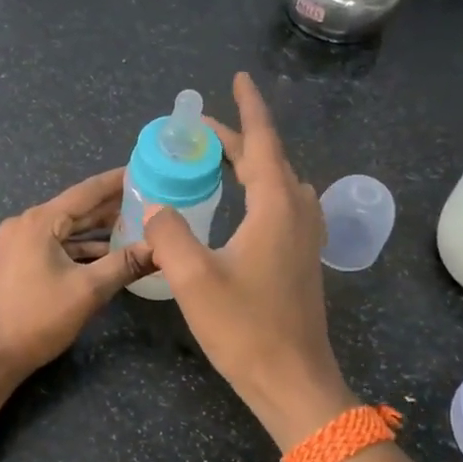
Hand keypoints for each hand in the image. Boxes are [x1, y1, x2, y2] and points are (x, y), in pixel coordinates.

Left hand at [0, 167, 152, 381]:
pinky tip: (104, 255)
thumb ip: (125, 264)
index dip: (117, 181)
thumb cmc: (36, 319)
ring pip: (65, 230)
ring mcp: (17, 244)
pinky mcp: (16, 263)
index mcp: (40, 221)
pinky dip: (79, 249)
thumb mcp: (87, 291)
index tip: (144, 171)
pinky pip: (54, 246)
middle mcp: (25, 224)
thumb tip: (160, 247)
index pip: (86, 191)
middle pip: (76, 209)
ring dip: (96, 230)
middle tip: (148, 201)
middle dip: (111, 206)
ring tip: (134, 227)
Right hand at [141, 73, 358, 449]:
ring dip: (251, 164)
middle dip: (237, 139)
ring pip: (279, 184)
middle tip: (201, 131)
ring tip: (217, 161)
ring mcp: (306, 238)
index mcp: (276, 208)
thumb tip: (156, 205)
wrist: (294, 382)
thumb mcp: (194, 279)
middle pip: (269, 161)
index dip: (248, 109)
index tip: (238, 79)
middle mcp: (298, 214)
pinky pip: (282, 206)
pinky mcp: (302, 260)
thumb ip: (170, 233)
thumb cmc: (245, 329)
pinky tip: (241, 205)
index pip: (262, 143)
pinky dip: (259, 190)